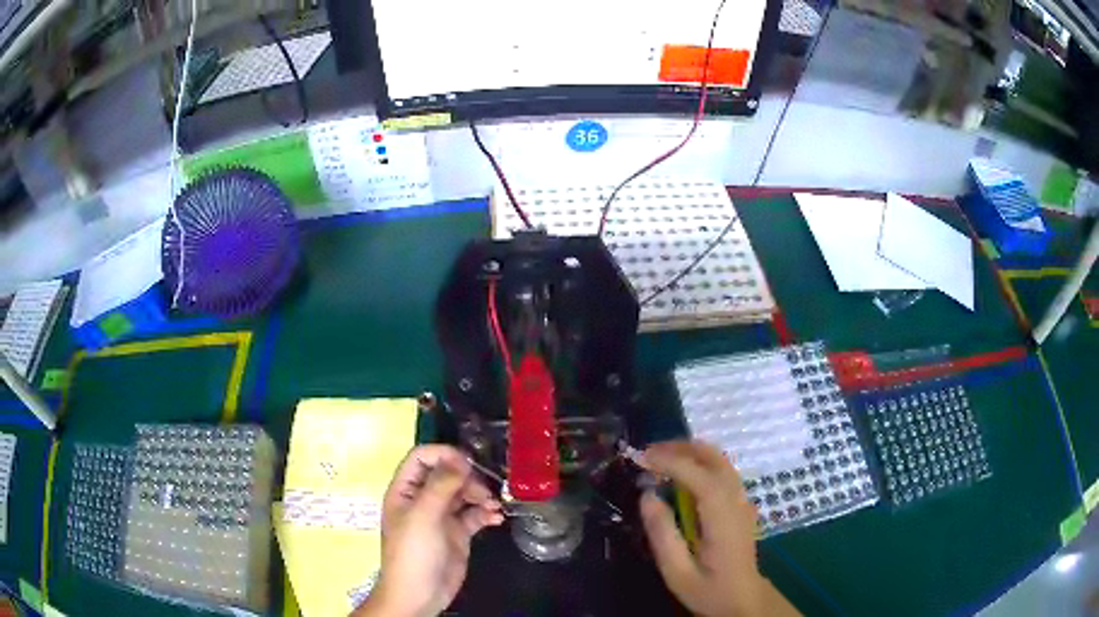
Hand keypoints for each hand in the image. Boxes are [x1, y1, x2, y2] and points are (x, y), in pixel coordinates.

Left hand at [355, 445, 503, 616]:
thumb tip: (460, 458)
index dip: (443, 455)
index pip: (421, 458)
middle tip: (483, 490)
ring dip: (480, 495)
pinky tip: (496, 518)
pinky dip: (486, 513)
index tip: (467, 463)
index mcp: (405, 490)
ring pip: (463, 493)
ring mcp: (440, 516)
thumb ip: (441, 485)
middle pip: (446, 474)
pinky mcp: (457, 533)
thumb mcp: (423, 515)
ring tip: (493, 505)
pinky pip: (474, 515)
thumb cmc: (413, 552)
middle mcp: (422, 499)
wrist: (419, 594)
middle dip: (467, 478)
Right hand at [638, 441, 799, 616]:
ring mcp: (743, 500)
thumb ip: (662, 534)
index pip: (701, 477)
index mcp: (723, 519)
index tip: (642, 457)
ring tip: (658, 459)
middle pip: (715, 458)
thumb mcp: (677, 572)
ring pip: (720, 461)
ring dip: (690, 452)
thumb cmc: (709, 590)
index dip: (672, 462)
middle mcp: (737, 502)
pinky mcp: (741, 504)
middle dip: (681, 448)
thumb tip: (647, 495)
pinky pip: (722, 471)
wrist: (744, 599)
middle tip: (647, 453)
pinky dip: (699, 462)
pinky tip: (679, 474)